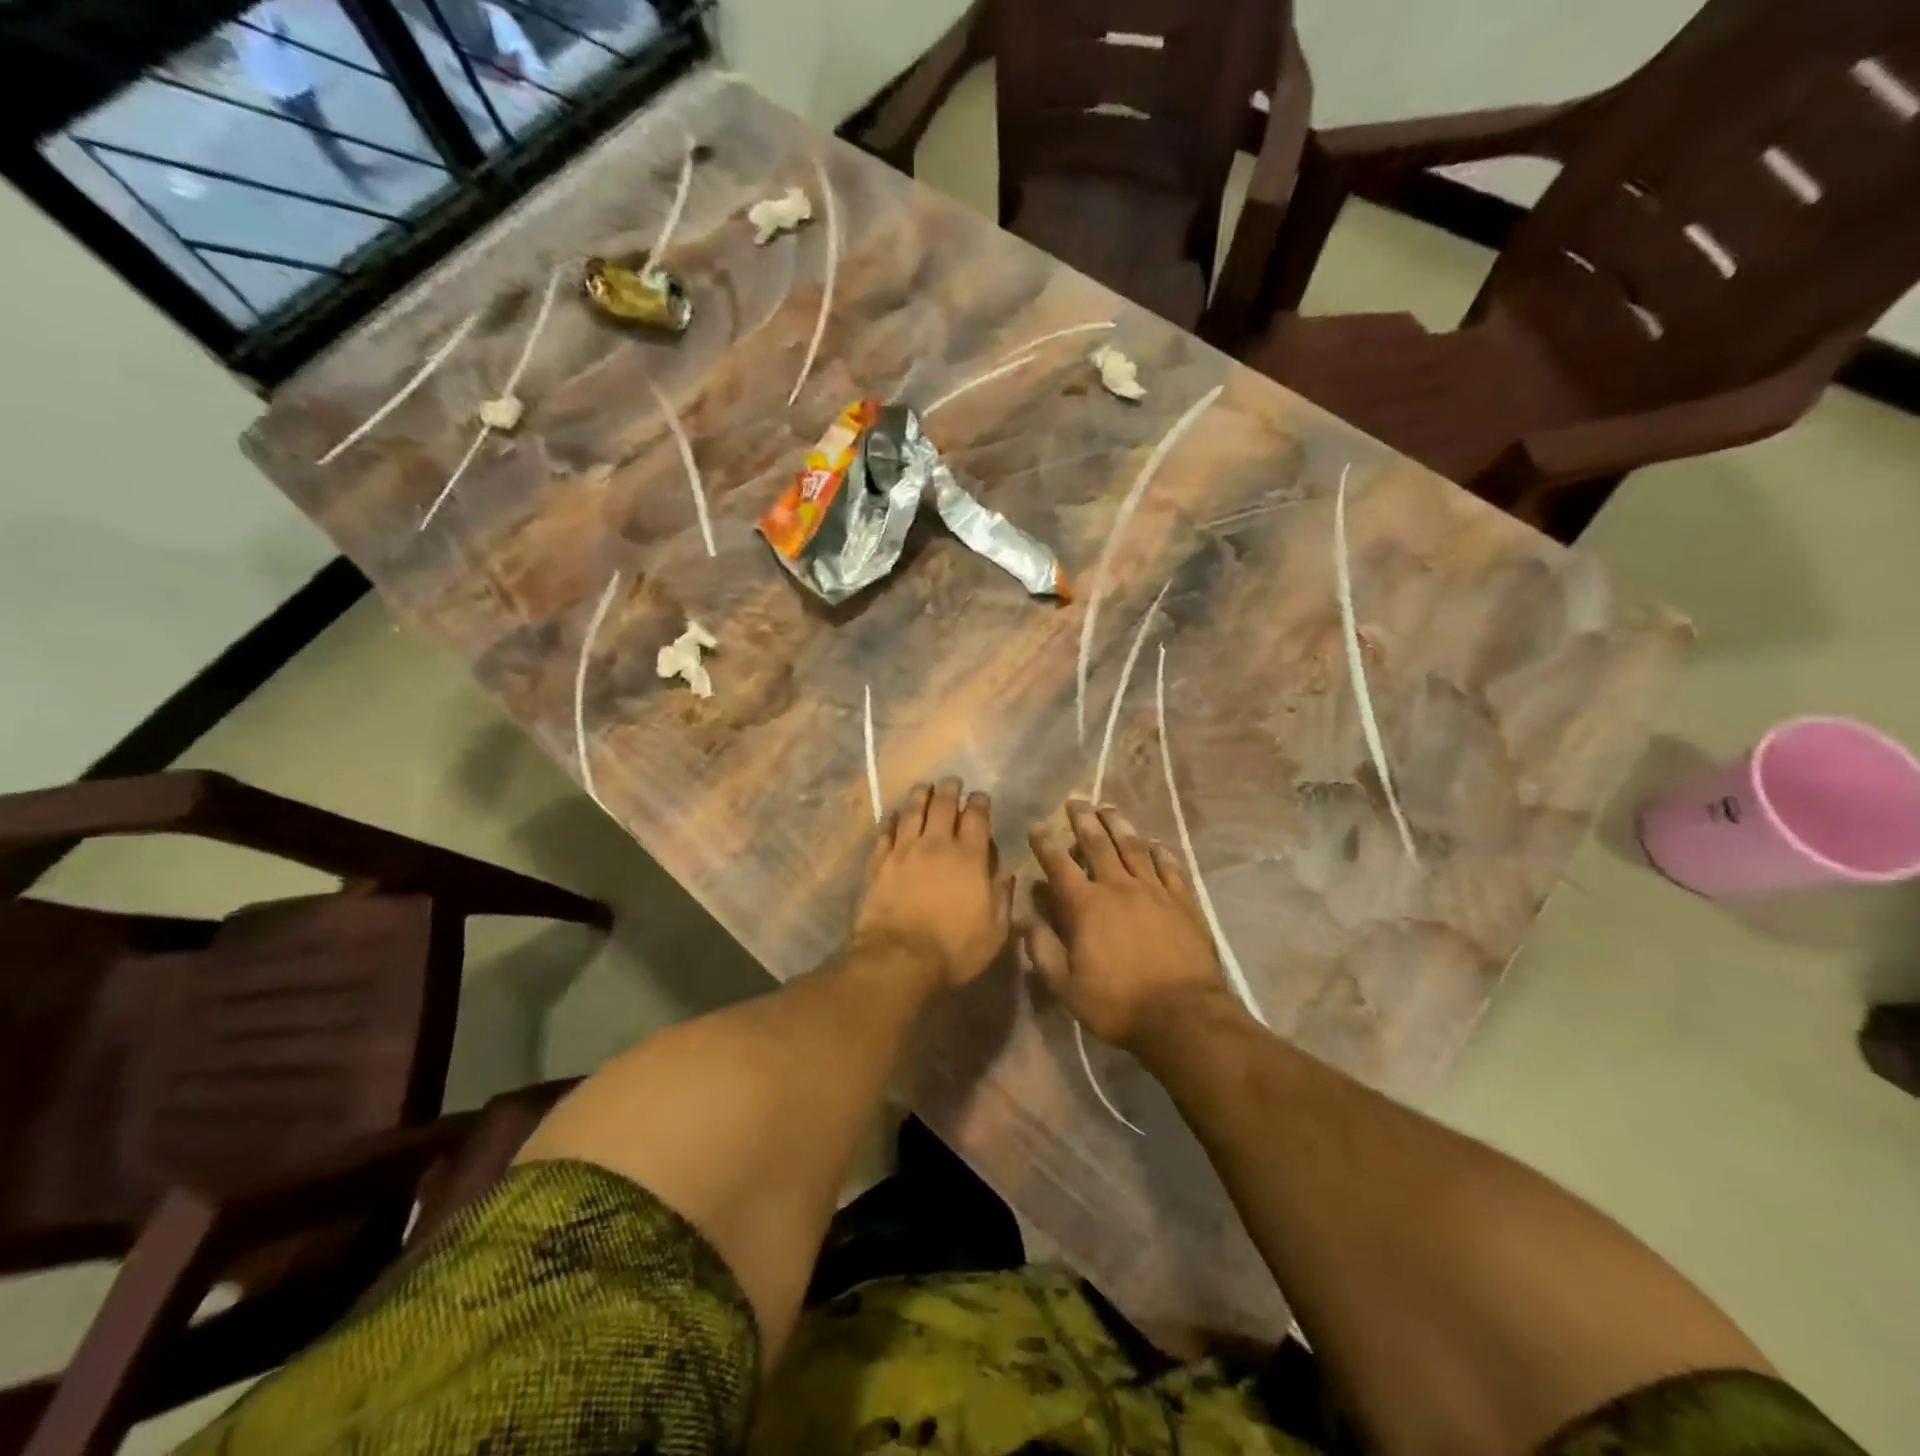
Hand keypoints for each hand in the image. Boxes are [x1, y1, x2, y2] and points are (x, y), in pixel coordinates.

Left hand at [855, 780, 1013, 988]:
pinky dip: (890, 820)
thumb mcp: (995, 930)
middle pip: (942, 805)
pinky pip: (885, 832)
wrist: (899, 958)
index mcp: (969, 857)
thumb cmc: (954, 949)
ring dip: (919, 795)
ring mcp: (904, 851)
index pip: (976, 817)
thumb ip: (1003, 897)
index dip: (979, 802)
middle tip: (952, 781)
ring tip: (924, 787)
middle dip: (949, 790)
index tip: (980, 796)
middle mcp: (936, 844)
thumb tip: (1006, 872)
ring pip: (912, 812)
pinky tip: (893, 815)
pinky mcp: (879, 863)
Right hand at [1023, 801, 1237, 1049]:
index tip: (1037, 826)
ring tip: (1108, 807)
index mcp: (1086, 905)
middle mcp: (1118, 887)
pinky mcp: (1183, 901)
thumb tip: (1024, 917)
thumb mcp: (1066, 986)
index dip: (1045, 844)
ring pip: (1133, 847)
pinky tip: (1154, 843)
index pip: (1059, 864)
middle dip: (1083, 820)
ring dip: (1119, 824)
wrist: (1183, 1015)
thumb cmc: (1118, 1003)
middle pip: (1098, 844)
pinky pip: (1169, 867)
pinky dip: (1159, 852)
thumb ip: (1042, 949)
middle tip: (1075, 800)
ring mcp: (1154, 890)